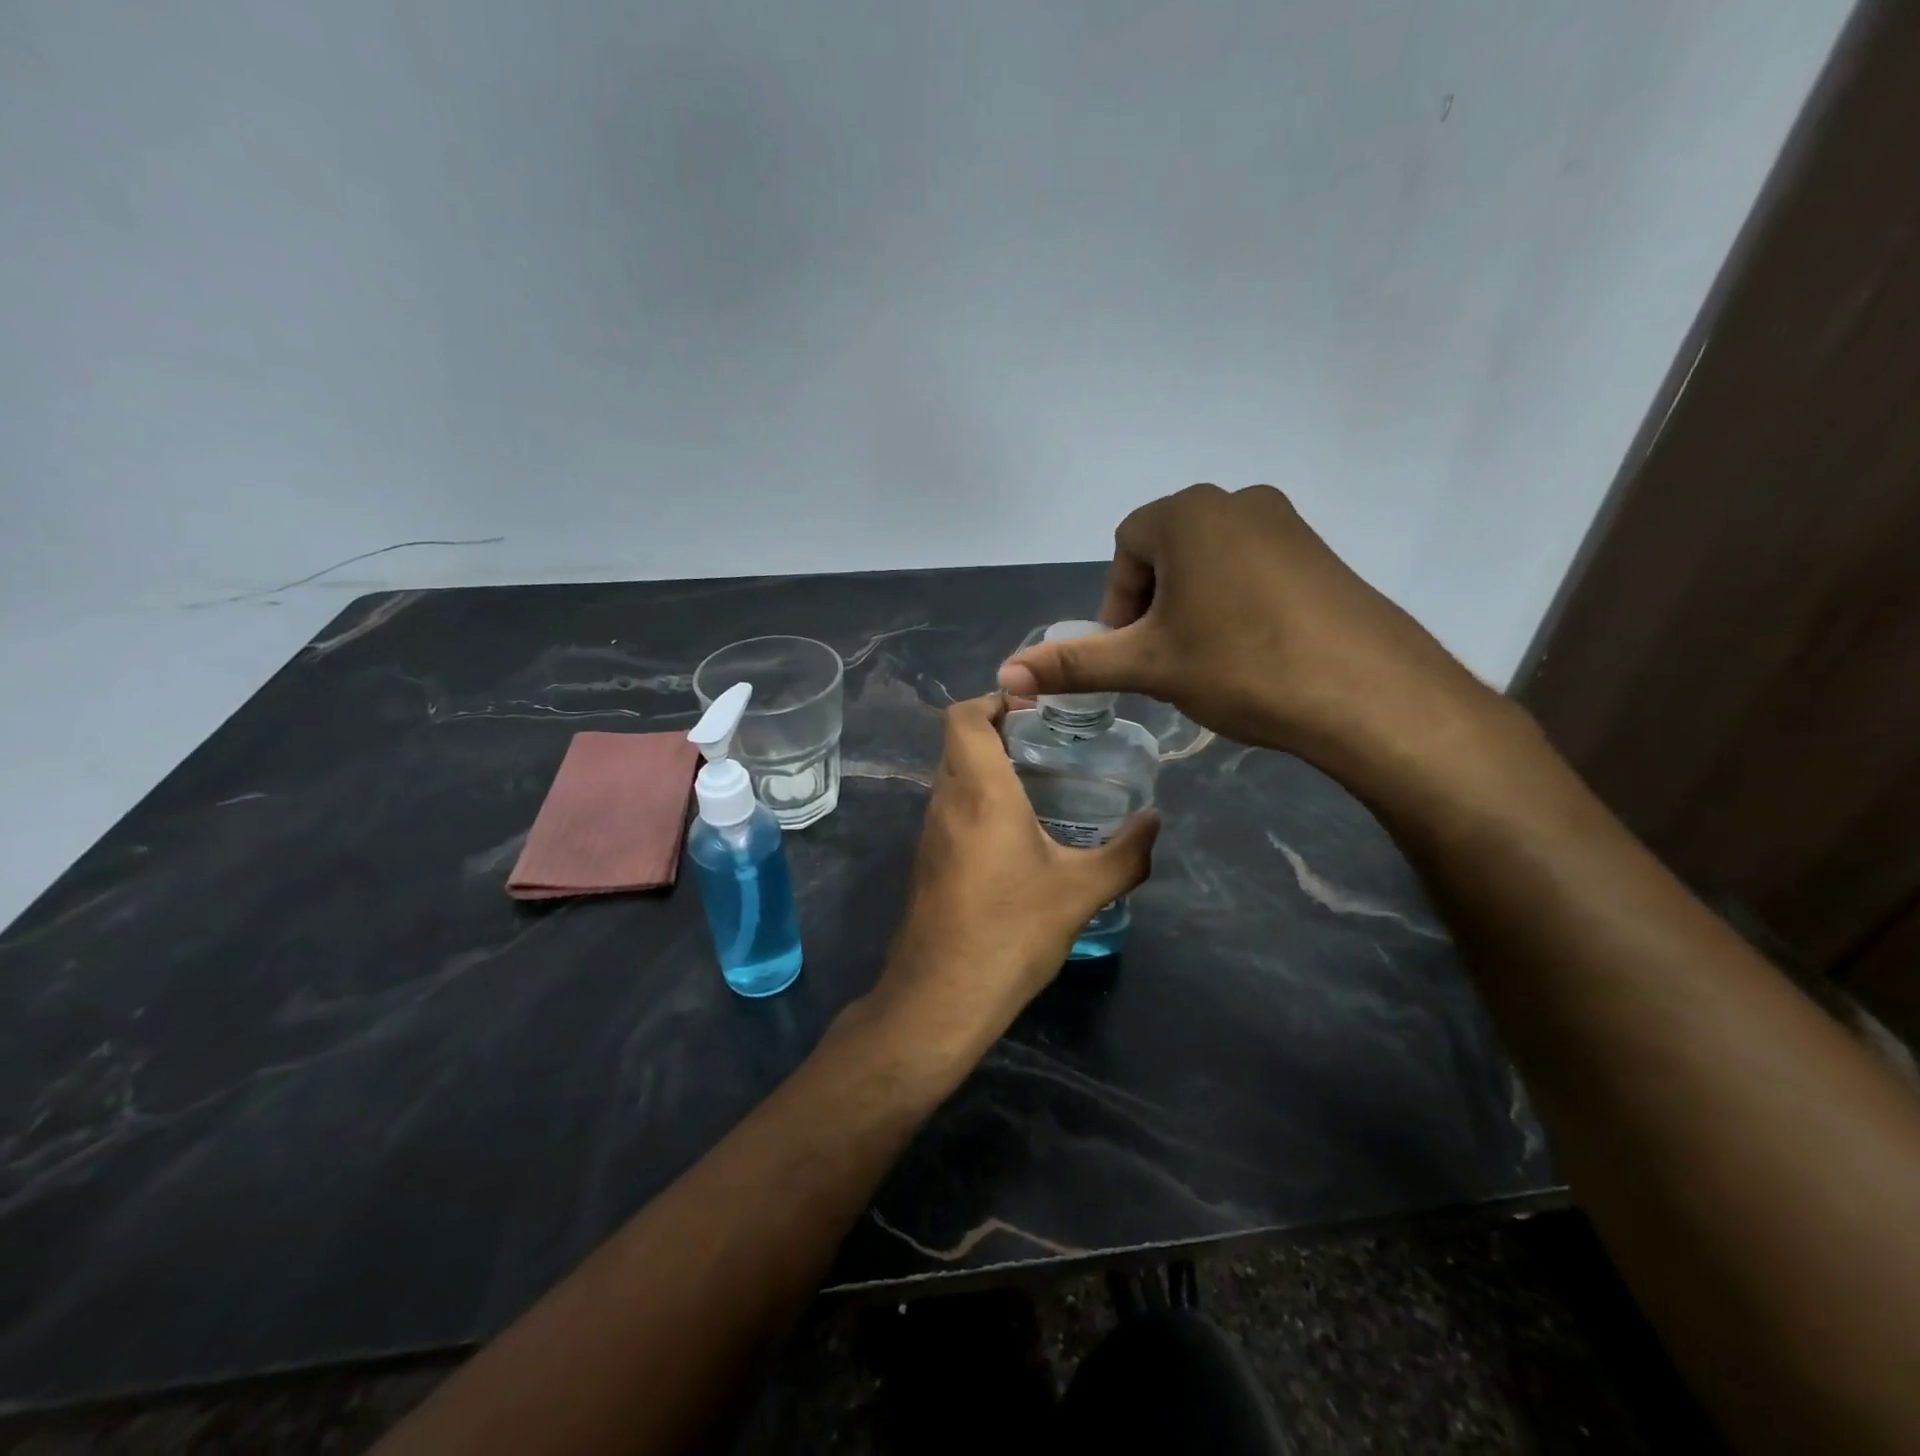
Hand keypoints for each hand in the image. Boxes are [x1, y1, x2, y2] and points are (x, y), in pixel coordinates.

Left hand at [870, 695, 1157, 1054]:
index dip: (993, 700)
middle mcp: (946, 800)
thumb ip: (1125, 853)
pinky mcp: (927, 860)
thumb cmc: (1010, 931)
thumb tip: (1154, 822)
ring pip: (954, 775)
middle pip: (959, 742)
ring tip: (1041, 782)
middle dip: (999, 731)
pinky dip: (979, 800)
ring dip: (988, 767)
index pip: (964, 716)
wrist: (941, 996)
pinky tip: (1017, 833)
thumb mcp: (1081, 892)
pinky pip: (952, 809)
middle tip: (1050, 742)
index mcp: (979, 790)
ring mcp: (930, 832)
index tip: (1034, 707)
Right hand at [996, 484, 1499, 784]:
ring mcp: (1287, 524)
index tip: (1134, 653)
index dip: (1118, 605)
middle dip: (1154, 606)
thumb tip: (1004, 674)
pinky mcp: (1321, 554)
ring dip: (1193, 608)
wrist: (1369, 693)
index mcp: (1189, 513)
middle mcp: (1238, 501)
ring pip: (1210, 563)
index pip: (1126, 549)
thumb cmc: (1242, 665)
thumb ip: (1074, 665)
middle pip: (1167, 553)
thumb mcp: (1149, 665)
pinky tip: (1253, 654)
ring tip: (1209, 662)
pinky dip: (1236, 606)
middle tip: (1167, 661)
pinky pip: (1254, 571)